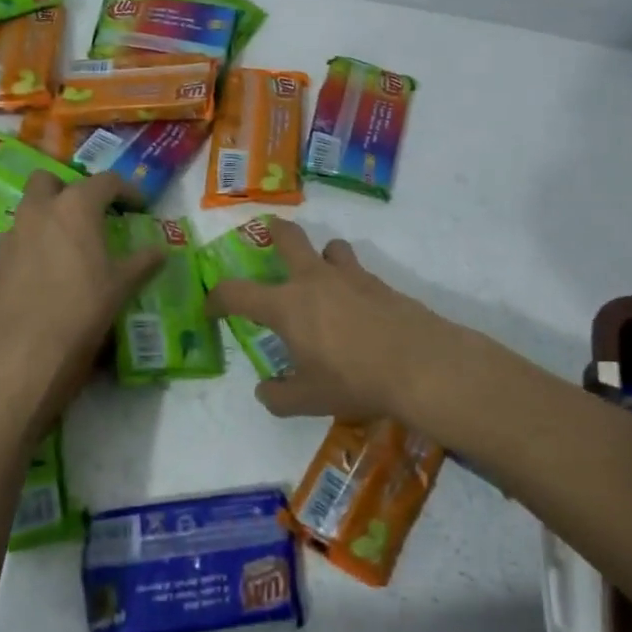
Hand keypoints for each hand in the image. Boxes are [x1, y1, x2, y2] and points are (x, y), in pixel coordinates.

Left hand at [0, 171, 164, 440]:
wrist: (22, 351)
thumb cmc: (81, 309)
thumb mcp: (120, 286)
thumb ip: (142, 263)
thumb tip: (160, 251)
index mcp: (76, 206)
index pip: (106, 181)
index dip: (127, 191)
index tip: (140, 207)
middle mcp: (40, 210)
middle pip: (51, 180)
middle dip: (71, 189)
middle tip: (91, 213)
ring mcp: (13, 233)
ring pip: (29, 207)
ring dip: (49, 214)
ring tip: (70, 243)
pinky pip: (18, 237)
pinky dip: (34, 242)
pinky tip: (48, 269)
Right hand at [203, 218, 492, 444]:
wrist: (420, 364)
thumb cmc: (354, 380)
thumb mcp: (308, 400)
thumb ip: (279, 396)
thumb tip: (265, 391)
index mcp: (286, 305)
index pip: (237, 292)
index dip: (217, 298)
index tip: (212, 307)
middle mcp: (314, 280)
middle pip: (288, 238)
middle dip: (275, 232)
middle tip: (270, 234)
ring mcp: (350, 276)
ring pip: (331, 247)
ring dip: (322, 255)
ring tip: (323, 275)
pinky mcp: (380, 283)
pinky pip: (357, 271)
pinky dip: (350, 280)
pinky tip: (358, 308)